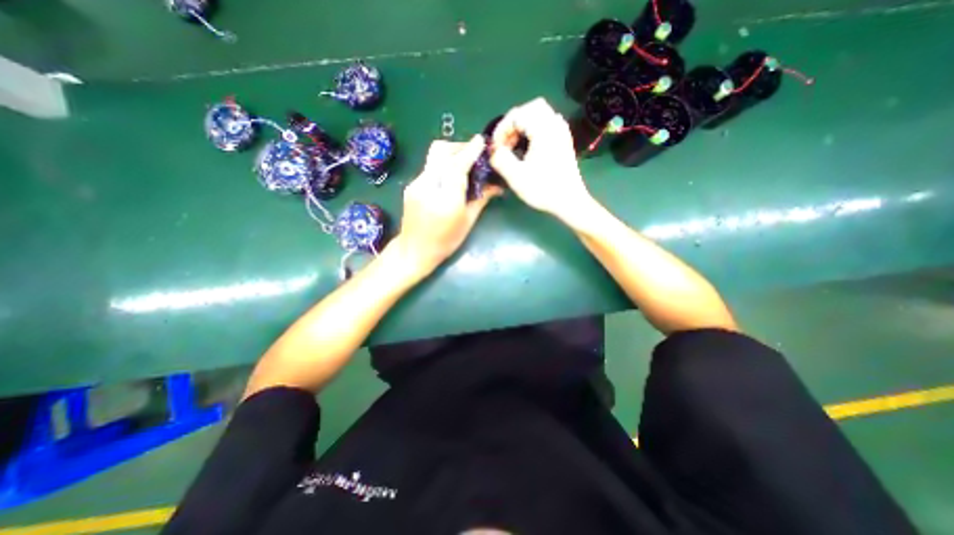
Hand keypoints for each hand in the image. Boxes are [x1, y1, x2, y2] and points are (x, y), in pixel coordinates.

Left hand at [394, 136, 500, 273]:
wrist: (414, 250)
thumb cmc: (446, 241)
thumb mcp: (468, 221)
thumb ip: (481, 198)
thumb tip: (497, 185)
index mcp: (446, 198)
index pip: (457, 166)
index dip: (470, 150)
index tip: (481, 141)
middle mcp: (428, 185)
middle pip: (441, 151)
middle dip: (459, 147)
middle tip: (473, 155)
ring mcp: (416, 184)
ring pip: (434, 157)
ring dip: (450, 154)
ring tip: (463, 165)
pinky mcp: (411, 185)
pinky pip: (429, 168)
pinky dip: (443, 166)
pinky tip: (450, 178)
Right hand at [492, 98, 590, 219]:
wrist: (569, 201)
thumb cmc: (543, 189)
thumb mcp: (516, 176)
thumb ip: (500, 159)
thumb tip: (494, 150)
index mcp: (543, 129)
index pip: (516, 114)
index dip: (501, 129)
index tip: (496, 148)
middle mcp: (554, 124)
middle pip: (530, 108)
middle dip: (513, 123)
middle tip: (506, 142)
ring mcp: (562, 132)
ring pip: (540, 114)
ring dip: (524, 125)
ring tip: (515, 145)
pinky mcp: (564, 140)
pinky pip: (547, 123)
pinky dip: (534, 129)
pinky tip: (529, 147)